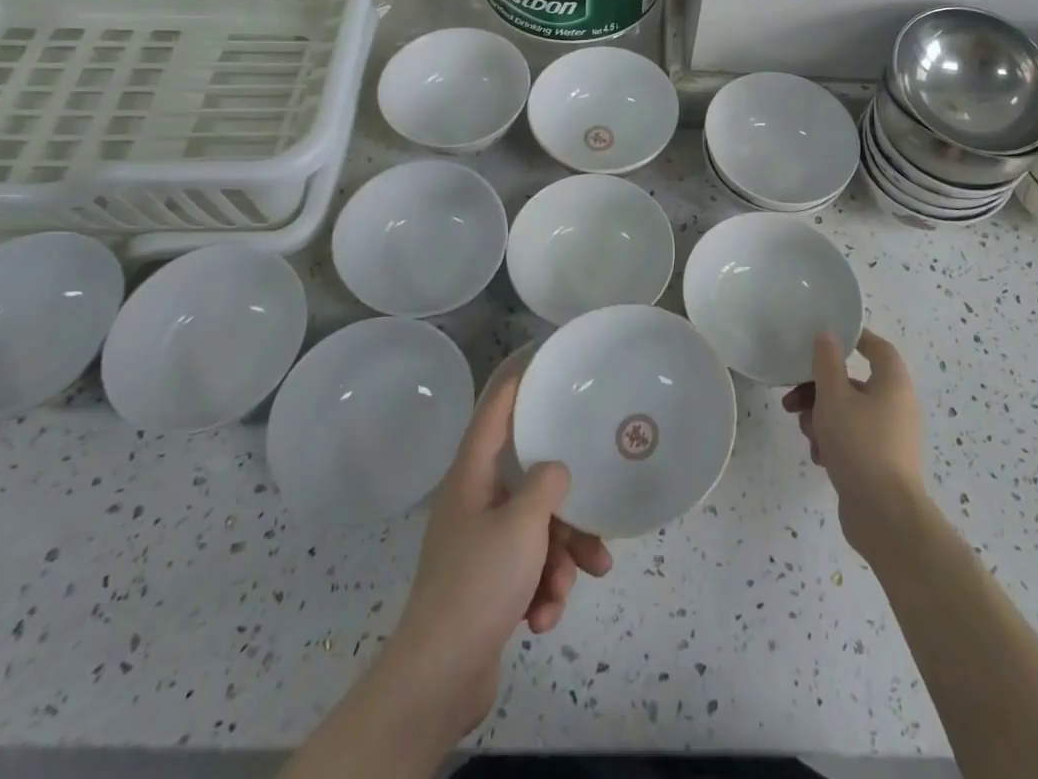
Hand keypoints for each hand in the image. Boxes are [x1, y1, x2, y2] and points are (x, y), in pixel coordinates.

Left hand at [381, 366, 612, 740]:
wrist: (440, 678)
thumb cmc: (479, 584)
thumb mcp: (522, 525)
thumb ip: (546, 485)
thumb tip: (556, 471)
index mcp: (472, 477)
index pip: (494, 413)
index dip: (516, 383)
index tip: (541, 359)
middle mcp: (474, 503)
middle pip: (530, 484)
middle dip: (567, 512)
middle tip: (597, 530)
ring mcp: (480, 546)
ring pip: (536, 531)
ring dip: (560, 560)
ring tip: (571, 586)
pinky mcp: (488, 584)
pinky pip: (527, 570)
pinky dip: (542, 589)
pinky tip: (544, 617)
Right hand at [782, 329, 925, 559]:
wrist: (884, 516)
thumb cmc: (860, 445)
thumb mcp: (834, 397)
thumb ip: (827, 362)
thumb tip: (827, 335)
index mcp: (893, 383)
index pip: (877, 347)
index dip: (852, 338)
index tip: (824, 340)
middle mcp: (896, 405)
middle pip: (853, 383)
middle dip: (819, 390)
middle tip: (793, 400)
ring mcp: (890, 436)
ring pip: (848, 413)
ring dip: (821, 418)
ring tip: (806, 433)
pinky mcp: (881, 462)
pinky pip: (853, 439)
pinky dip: (834, 442)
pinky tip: (819, 457)